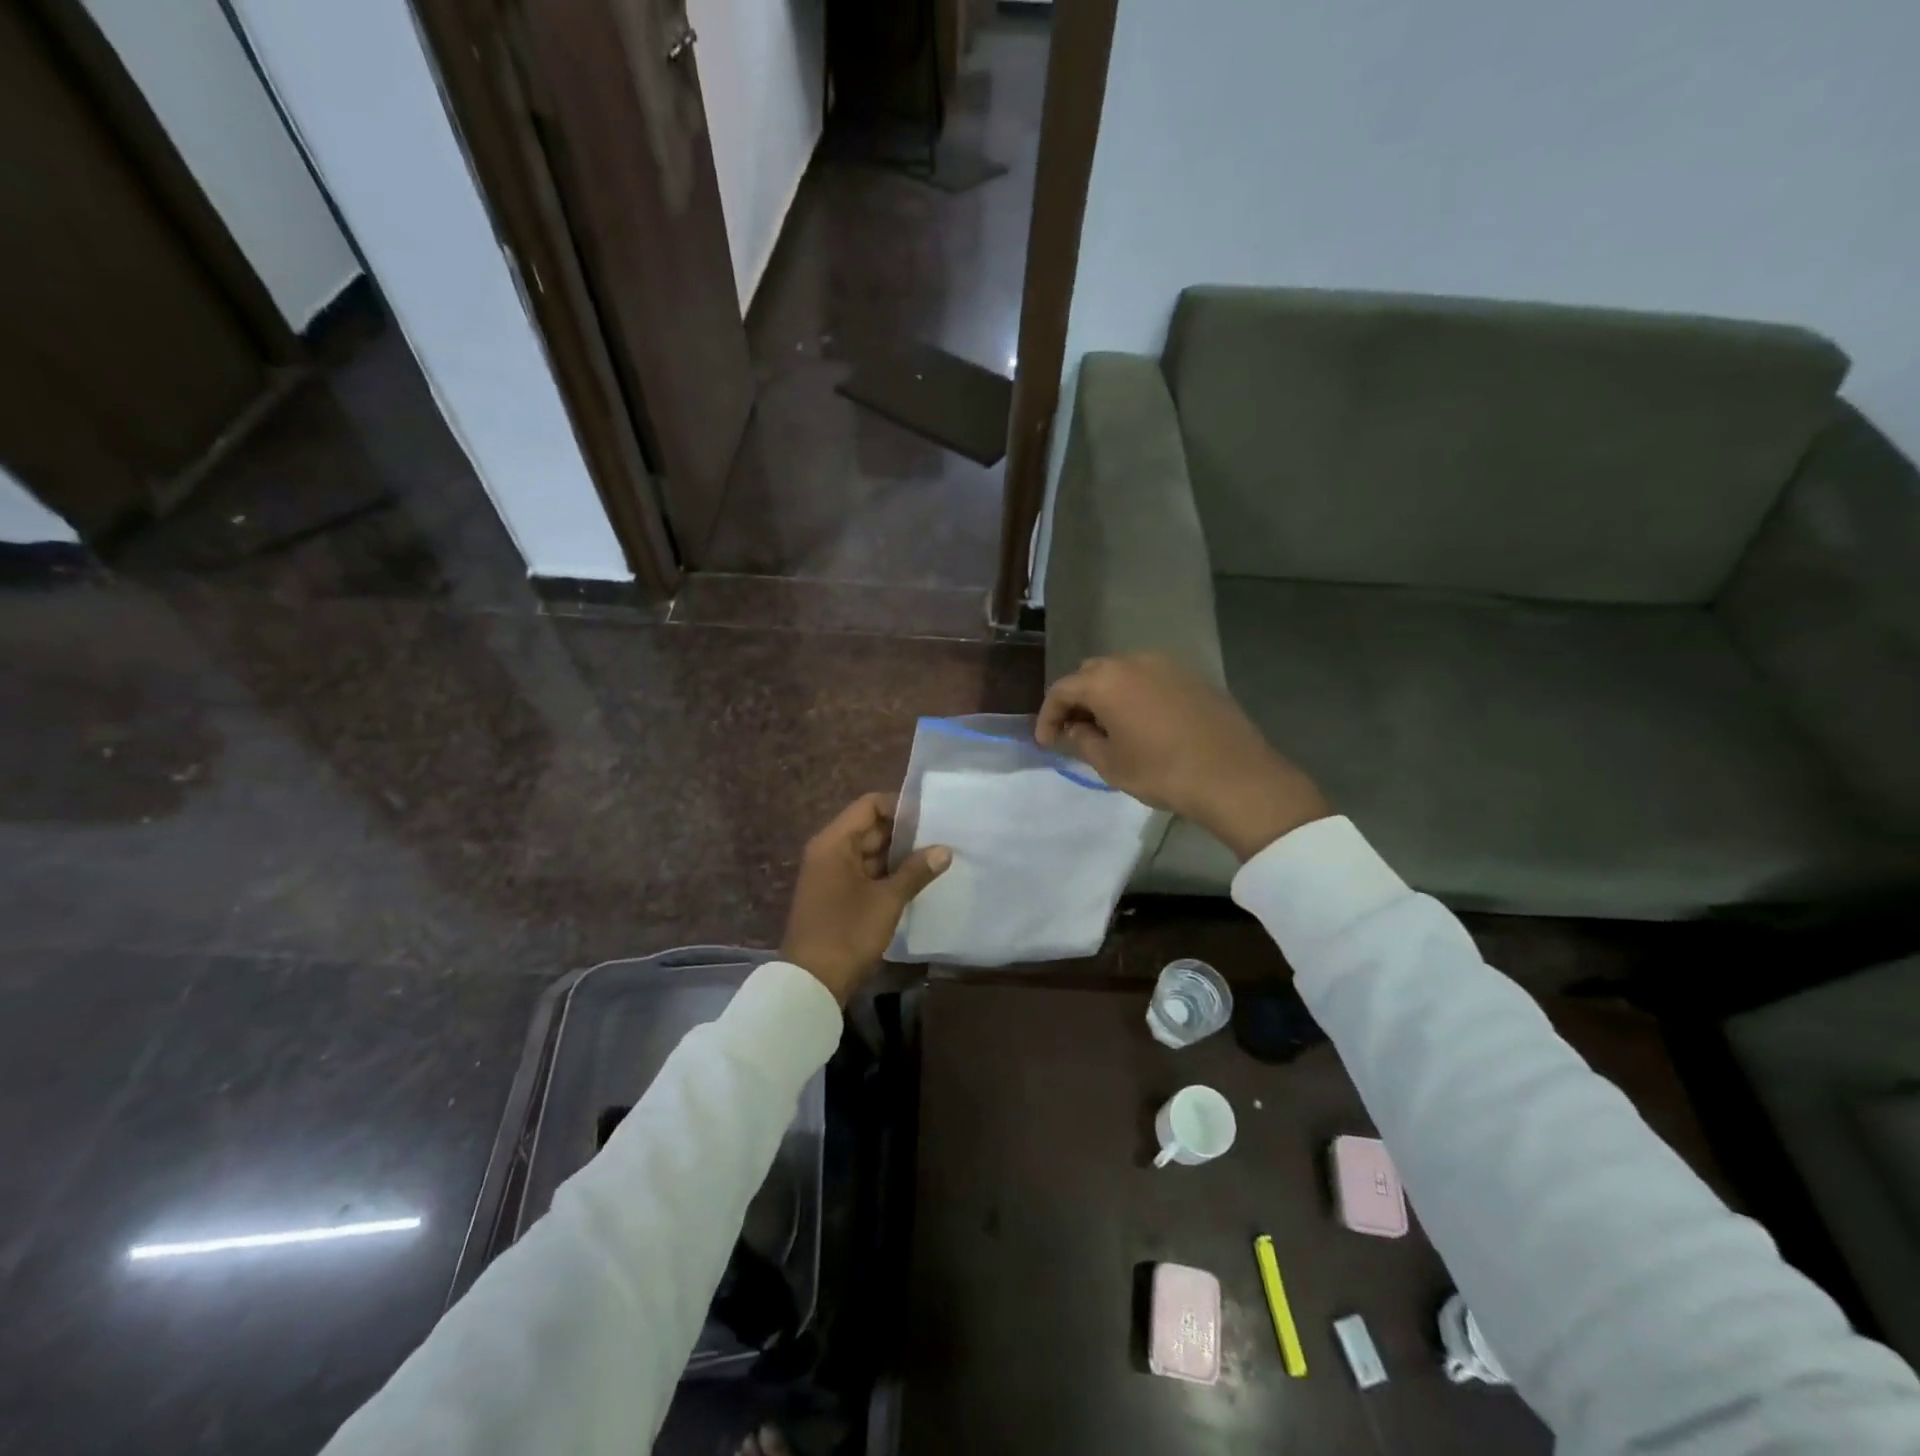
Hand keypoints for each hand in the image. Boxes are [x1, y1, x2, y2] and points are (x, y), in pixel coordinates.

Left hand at [780, 793, 951, 1004]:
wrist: (811, 983)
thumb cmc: (847, 932)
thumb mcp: (887, 900)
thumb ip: (916, 871)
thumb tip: (944, 850)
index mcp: (834, 842)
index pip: (869, 805)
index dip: (900, 806)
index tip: (932, 815)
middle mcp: (830, 851)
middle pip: (870, 828)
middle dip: (904, 832)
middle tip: (941, 836)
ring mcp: (831, 874)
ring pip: (869, 852)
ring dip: (899, 855)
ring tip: (936, 857)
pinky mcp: (837, 895)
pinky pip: (865, 873)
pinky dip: (888, 874)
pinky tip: (917, 880)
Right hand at [1036, 653, 1330, 860]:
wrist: (1233, 775)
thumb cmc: (1162, 772)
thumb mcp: (1111, 764)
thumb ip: (1082, 741)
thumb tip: (1075, 729)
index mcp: (1106, 681)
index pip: (1062, 690)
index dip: (1048, 716)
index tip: (1046, 742)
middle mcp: (1133, 662)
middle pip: (1091, 674)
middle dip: (1077, 701)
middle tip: (1075, 732)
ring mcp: (1166, 664)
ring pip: (1122, 673)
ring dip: (1107, 695)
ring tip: (1108, 727)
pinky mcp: (1191, 675)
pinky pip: (1150, 678)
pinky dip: (1135, 694)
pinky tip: (1142, 722)